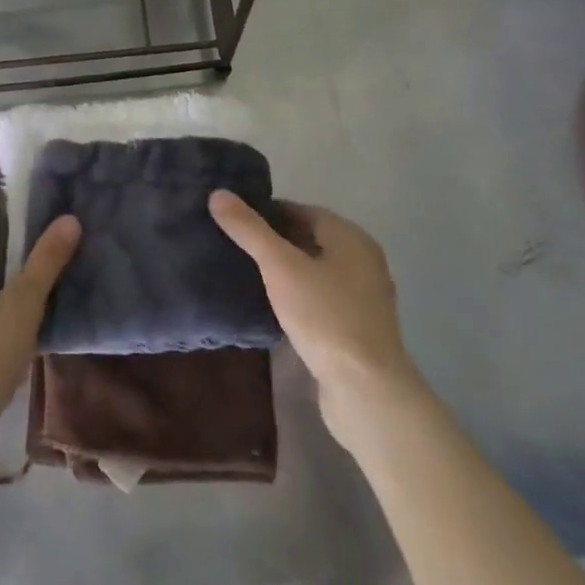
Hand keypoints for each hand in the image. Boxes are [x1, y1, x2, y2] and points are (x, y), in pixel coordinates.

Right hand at [209, 192, 418, 446]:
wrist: (366, 391)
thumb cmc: (325, 317)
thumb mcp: (281, 268)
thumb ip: (250, 230)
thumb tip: (218, 193)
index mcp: (351, 238)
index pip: (303, 211)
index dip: (268, 212)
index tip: (235, 220)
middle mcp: (362, 262)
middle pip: (310, 240)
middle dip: (274, 241)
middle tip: (234, 245)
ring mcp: (362, 298)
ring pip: (315, 272)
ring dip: (285, 271)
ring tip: (246, 274)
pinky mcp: (356, 329)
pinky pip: (320, 300)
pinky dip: (297, 297)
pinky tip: (271, 308)